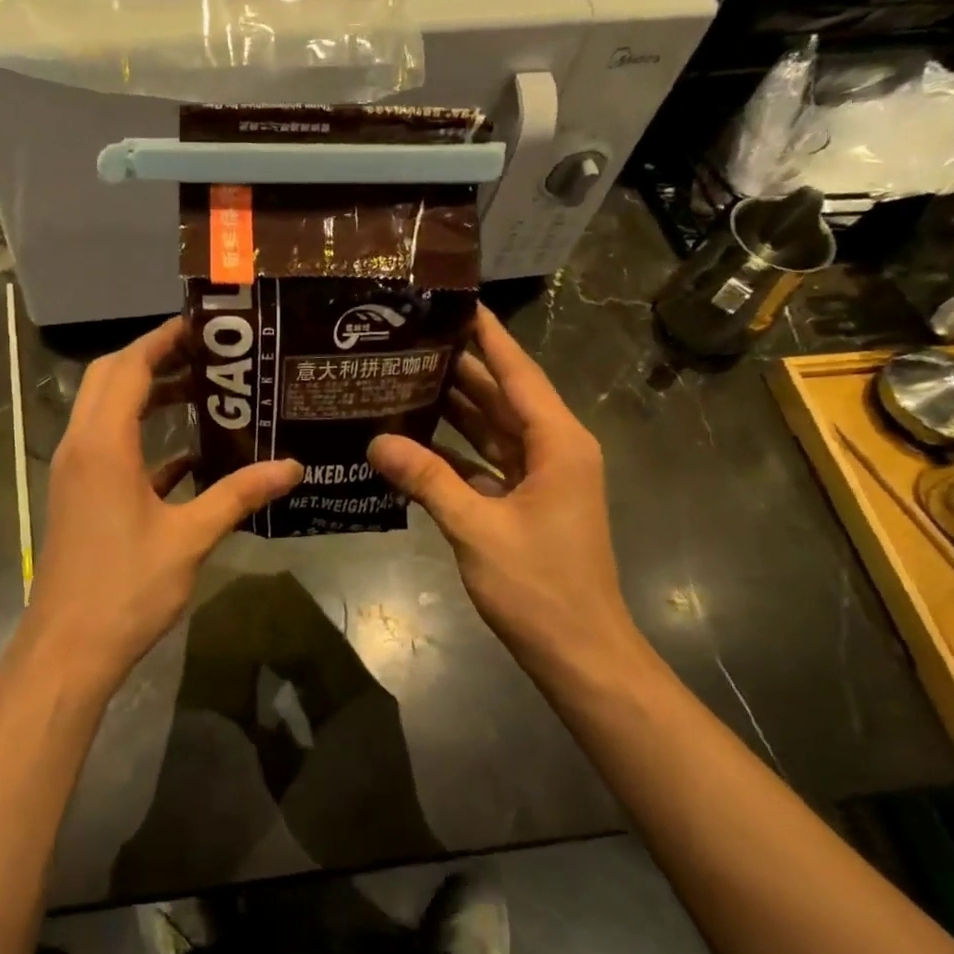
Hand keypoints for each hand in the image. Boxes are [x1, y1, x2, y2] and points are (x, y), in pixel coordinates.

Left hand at [18, 317, 301, 699]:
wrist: (69, 648)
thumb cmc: (126, 588)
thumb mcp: (189, 539)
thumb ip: (238, 496)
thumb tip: (292, 467)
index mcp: (103, 445)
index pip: (128, 367)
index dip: (162, 340)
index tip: (202, 327)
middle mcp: (81, 447)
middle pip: (109, 379)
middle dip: (153, 360)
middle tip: (206, 356)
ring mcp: (76, 473)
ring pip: (105, 412)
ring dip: (145, 397)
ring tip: (201, 394)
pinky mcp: (80, 497)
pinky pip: (109, 449)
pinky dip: (142, 440)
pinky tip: (188, 457)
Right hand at [368, 306, 647, 683]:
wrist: (579, 651)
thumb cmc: (538, 586)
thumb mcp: (477, 528)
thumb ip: (427, 479)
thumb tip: (375, 441)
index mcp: (557, 442)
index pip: (519, 372)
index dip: (488, 336)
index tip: (455, 302)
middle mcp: (553, 449)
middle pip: (503, 395)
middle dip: (461, 367)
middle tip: (409, 339)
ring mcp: (541, 477)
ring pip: (493, 428)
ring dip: (455, 407)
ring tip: (404, 376)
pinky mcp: (525, 502)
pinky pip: (486, 461)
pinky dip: (455, 450)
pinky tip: (415, 438)